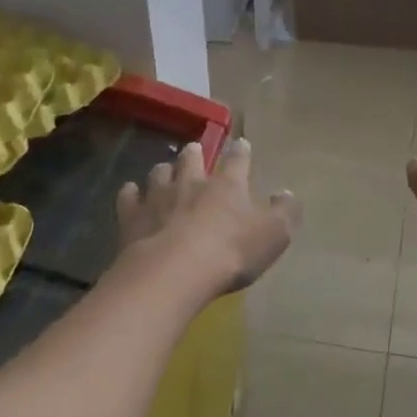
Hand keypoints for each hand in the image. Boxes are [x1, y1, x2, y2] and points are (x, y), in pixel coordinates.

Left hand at [117, 137, 301, 296]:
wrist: (174, 272)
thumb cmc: (230, 252)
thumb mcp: (273, 235)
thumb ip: (285, 212)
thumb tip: (288, 193)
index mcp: (227, 185)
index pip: (237, 159)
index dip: (241, 151)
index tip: (242, 144)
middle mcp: (191, 182)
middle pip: (191, 158)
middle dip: (194, 152)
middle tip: (194, 150)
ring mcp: (158, 196)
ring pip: (159, 172)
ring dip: (163, 171)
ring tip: (164, 172)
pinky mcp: (132, 216)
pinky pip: (129, 196)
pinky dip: (131, 193)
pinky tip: (131, 194)